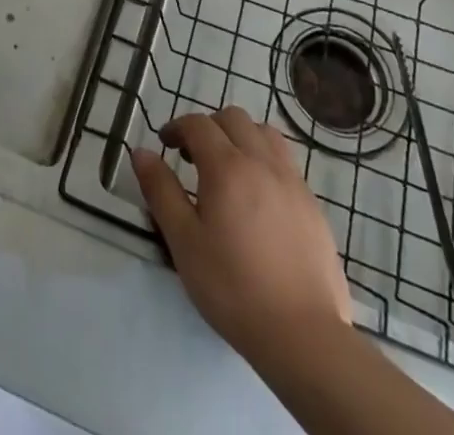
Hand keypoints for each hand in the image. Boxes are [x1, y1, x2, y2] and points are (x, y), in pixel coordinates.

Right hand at [131, 107, 352, 367]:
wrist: (303, 334)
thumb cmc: (233, 287)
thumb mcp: (184, 242)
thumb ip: (161, 191)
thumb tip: (141, 152)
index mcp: (226, 166)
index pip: (198, 124)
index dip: (177, 127)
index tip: (164, 144)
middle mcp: (261, 161)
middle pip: (233, 119)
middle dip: (209, 127)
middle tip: (193, 157)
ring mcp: (292, 180)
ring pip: (264, 133)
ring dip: (241, 137)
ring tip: (229, 168)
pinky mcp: (312, 203)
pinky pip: (285, 161)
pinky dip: (265, 160)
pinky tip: (259, 196)